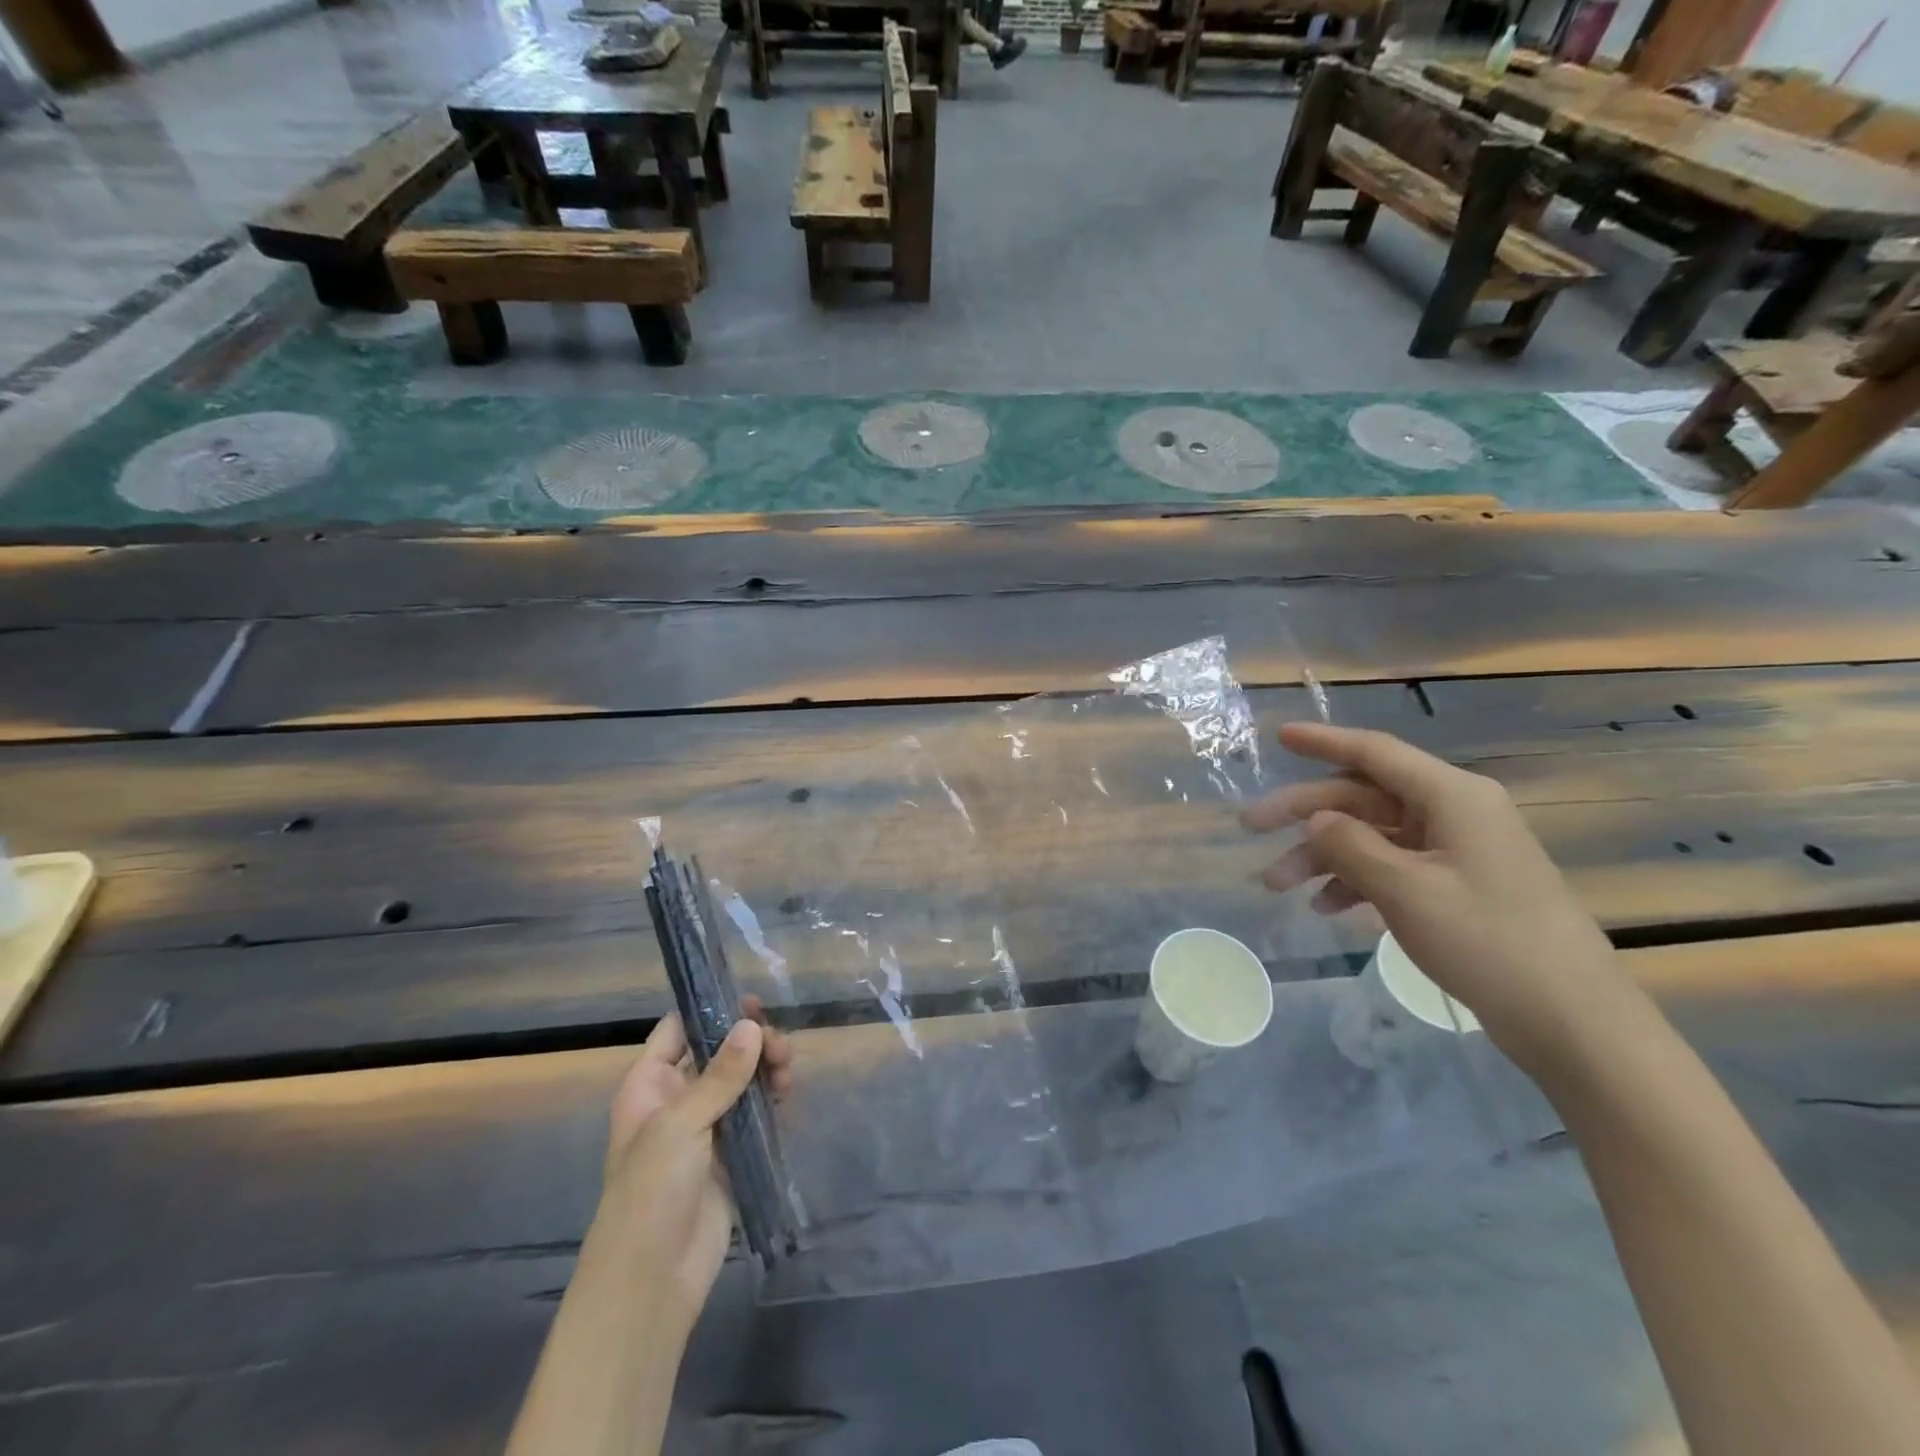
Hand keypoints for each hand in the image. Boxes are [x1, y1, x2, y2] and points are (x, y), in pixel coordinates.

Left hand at [593, 999, 793, 1324]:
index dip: (711, 1011)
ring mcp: (706, 1126)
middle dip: (750, 1041)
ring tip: (787, 1070)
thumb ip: (720, 1075)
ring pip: (741, 1079)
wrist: (653, 1280)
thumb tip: (751, 1024)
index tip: (750, 1002)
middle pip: (718, 1051)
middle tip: (778, 1045)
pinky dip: (771, 1097)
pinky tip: (786, 1094)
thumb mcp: (681, 1125)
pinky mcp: (731, 1152)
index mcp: (649, 1085)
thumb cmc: (651, 1192)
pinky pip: (755, 1112)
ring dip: (765, 1067)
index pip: (679, 1030)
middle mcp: (676, 1099)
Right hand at [1242, 722, 1636, 1075]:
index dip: (1323, 741)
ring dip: (1323, 854)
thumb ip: (1350, 845)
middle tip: (1251, 827)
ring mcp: (1457, 851)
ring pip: (1372, 835)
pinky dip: (1355, 880)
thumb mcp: (1405, 889)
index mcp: (1452, 796)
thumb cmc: (1487, 940)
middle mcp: (1454, 812)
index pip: (1375, 752)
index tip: (1279, 737)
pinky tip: (1326, 906)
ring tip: (1278, 884)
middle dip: (1306, 813)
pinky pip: (1392, 867)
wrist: (1572, 1019)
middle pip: (1363, 796)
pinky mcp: (1457, 886)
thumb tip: (1316, 819)